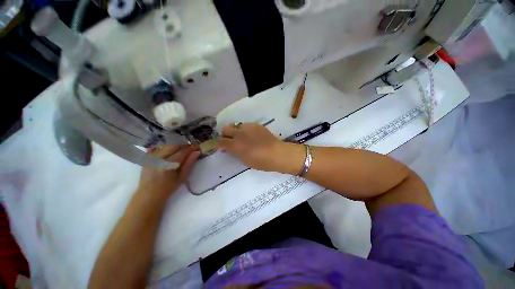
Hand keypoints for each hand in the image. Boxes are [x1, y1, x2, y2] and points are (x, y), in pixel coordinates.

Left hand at [138, 145, 199, 196]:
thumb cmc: (168, 188)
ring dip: (175, 144)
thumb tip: (197, 152)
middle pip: (173, 145)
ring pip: (165, 145)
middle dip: (184, 144)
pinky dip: (164, 146)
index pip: (182, 151)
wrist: (148, 195)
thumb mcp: (182, 177)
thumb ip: (189, 163)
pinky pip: (156, 147)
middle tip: (191, 145)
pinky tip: (169, 148)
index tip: (198, 146)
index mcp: (168, 165)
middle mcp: (159, 158)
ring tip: (182, 147)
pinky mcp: (147, 158)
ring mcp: (151, 157)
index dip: (191, 147)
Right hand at [218, 123, 291, 171]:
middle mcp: (239, 134)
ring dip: (236, 131)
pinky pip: (246, 125)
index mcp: (235, 145)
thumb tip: (231, 148)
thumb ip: (236, 152)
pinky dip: (245, 130)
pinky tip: (251, 135)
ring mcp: (248, 127)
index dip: (219, 144)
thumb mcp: (245, 160)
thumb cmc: (261, 162)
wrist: (277, 153)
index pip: (221, 141)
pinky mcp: (256, 125)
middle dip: (225, 134)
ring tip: (242, 137)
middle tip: (229, 139)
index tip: (221, 146)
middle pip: (226, 128)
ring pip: (236, 125)